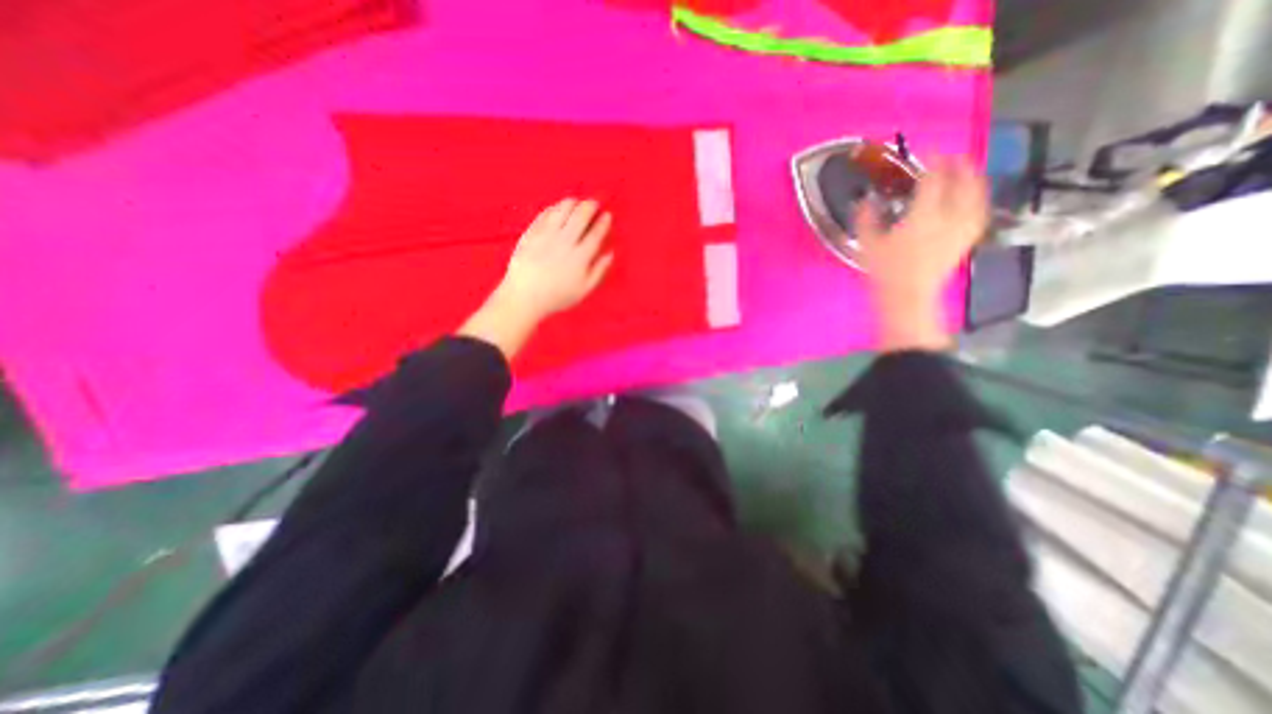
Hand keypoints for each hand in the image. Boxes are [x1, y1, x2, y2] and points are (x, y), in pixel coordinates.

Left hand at [458, 198, 614, 357]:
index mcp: (580, 257)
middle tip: (594, 203)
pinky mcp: (531, 233)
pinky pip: (544, 215)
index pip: (596, 233)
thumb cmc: (557, 297)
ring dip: (572, 203)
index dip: (603, 222)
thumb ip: (598, 271)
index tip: (607, 215)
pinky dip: (554, 208)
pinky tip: (557, 209)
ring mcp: (546, 236)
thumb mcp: (583, 290)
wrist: (524, 296)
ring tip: (576, 202)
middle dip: (590, 206)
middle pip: (580, 216)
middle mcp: (565, 242)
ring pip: (562, 210)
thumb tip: (610, 253)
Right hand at [853, 160, 992, 353]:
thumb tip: (865, 200)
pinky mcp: (966, 239)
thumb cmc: (884, 271)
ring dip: (972, 177)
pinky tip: (974, 197)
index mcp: (923, 215)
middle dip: (957, 164)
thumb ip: (866, 218)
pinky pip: (979, 211)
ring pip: (977, 193)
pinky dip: (978, 198)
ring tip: (966, 170)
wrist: (907, 295)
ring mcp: (961, 228)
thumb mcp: (868, 243)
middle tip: (949, 156)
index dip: (933, 161)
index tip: (927, 152)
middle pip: (962, 181)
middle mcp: (949, 216)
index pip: (934, 178)